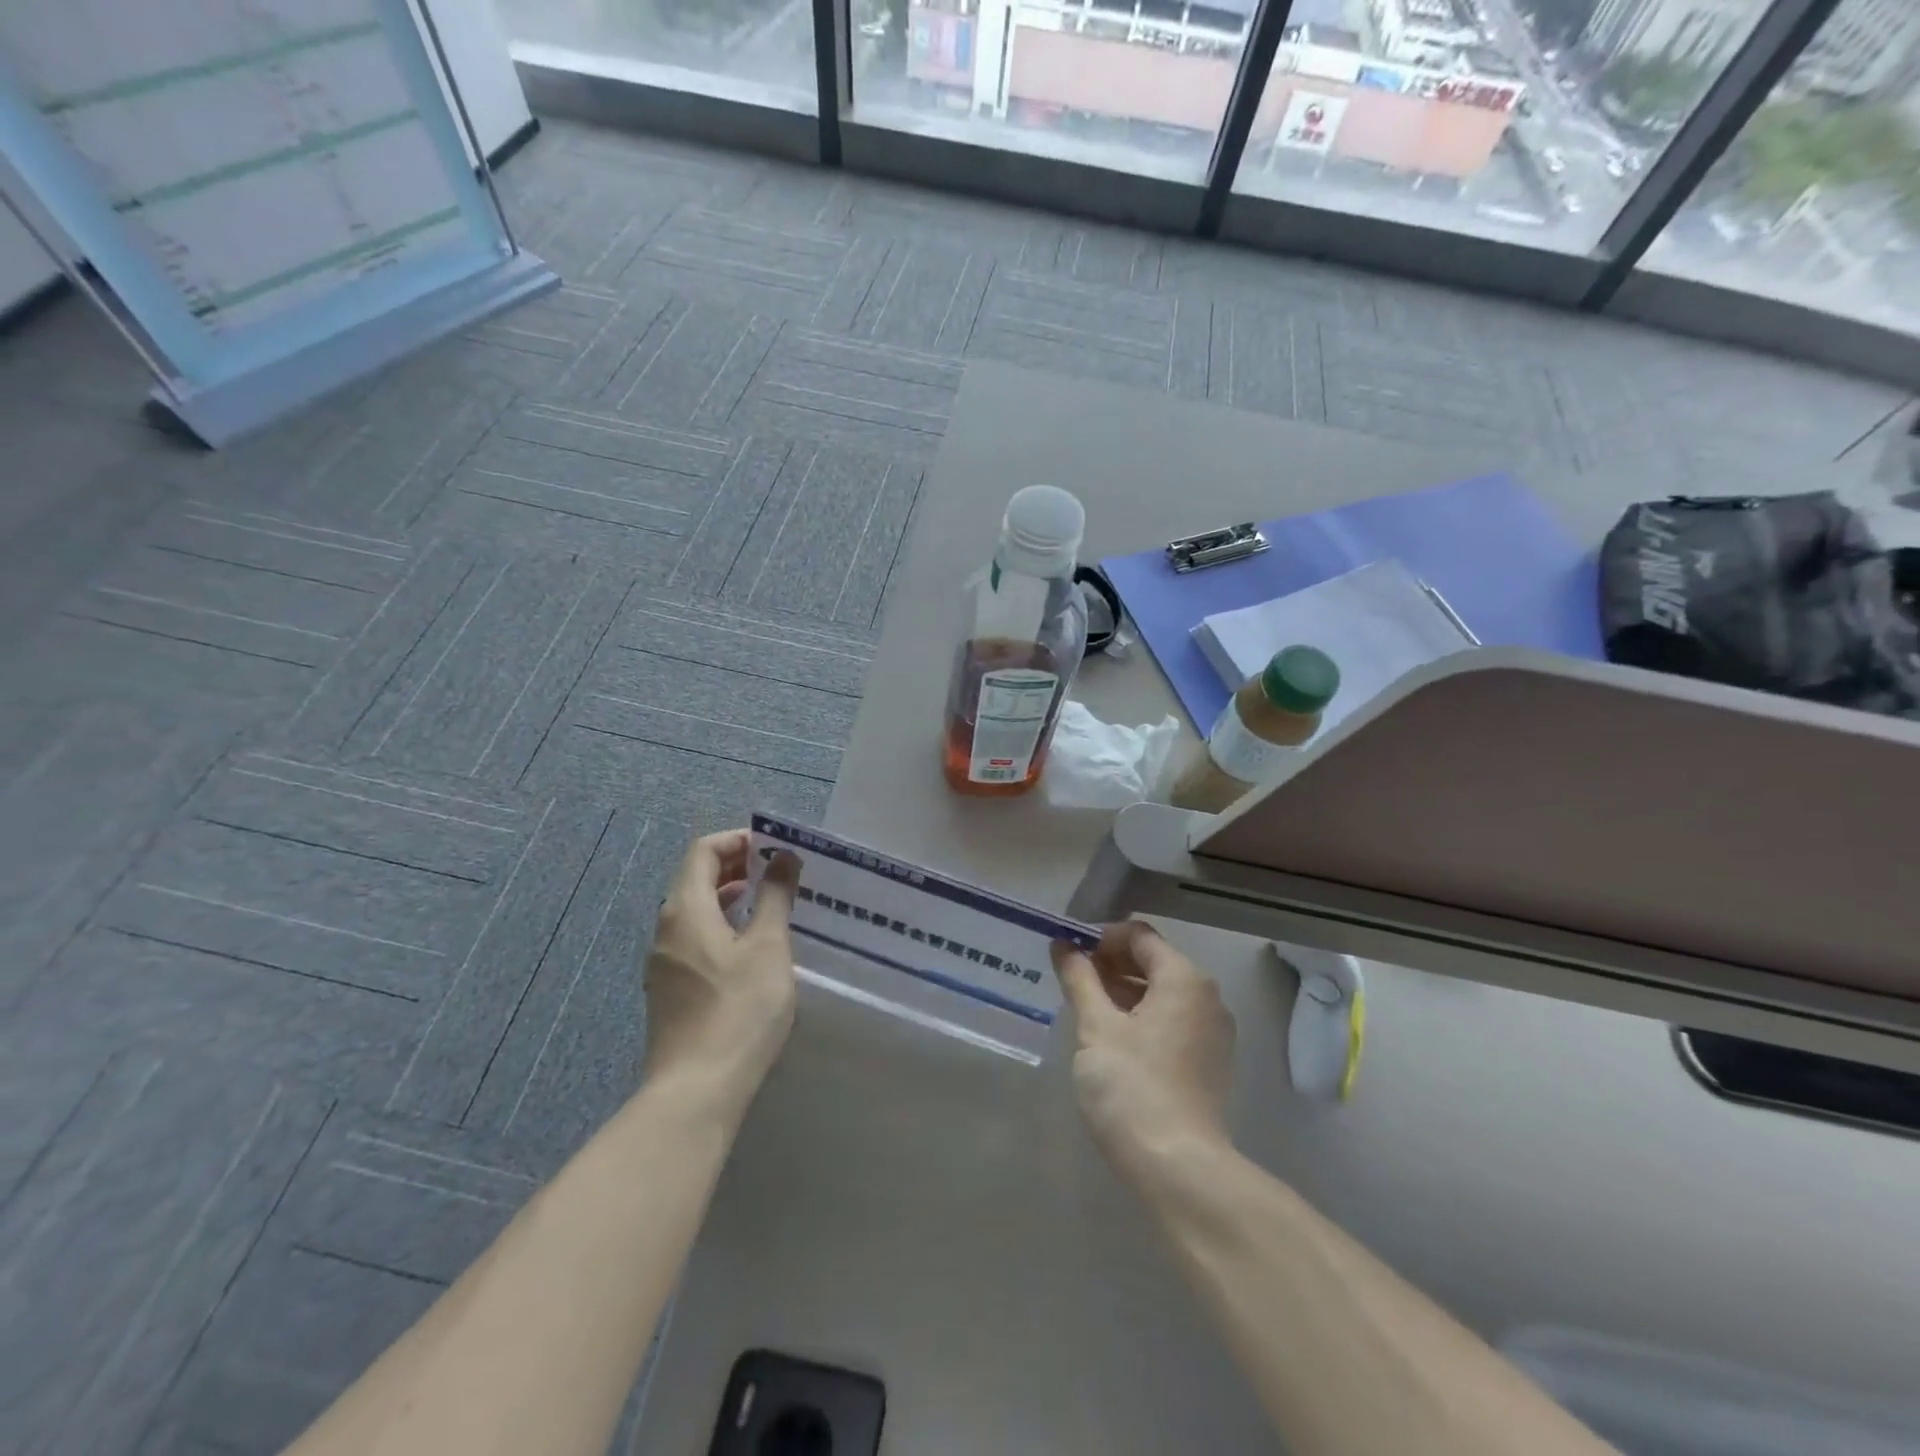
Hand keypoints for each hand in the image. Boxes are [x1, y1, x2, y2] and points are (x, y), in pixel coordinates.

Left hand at [644, 830, 800, 1106]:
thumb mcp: (768, 947)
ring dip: (730, 896)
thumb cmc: (738, 1010)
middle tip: (778, 870)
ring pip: (695, 910)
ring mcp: (663, 962)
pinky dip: (722, 925)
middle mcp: (666, 928)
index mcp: (685, 910)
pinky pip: (694, 938)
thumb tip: (783, 857)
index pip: (703, 851)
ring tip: (770, 902)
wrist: (696, 1090)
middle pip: (695, 878)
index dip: (738, 840)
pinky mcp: (670, 989)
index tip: (775, 847)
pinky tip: (751, 947)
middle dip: (736, 865)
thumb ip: (775, 896)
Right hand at [1053, 921, 1235, 1177]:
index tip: (1067, 953)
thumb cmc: (1132, 1086)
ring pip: (1162, 992)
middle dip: (1110, 963)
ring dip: (1123, 990)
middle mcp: (1206, 996)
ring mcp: (1212, 1032)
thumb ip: (1079, 979)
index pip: (1138, 936)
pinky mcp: (1209, 1062)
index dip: (1100, 937)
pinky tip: (1111, 1037)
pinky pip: (1171, 1020)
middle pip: (1153, 961)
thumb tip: (1063, 945)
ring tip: (1085, 1007)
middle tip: (1071, 980)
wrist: (1178, 1168)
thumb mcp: (1095, 1027)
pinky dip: (1141, 1016)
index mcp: (1183, 978)